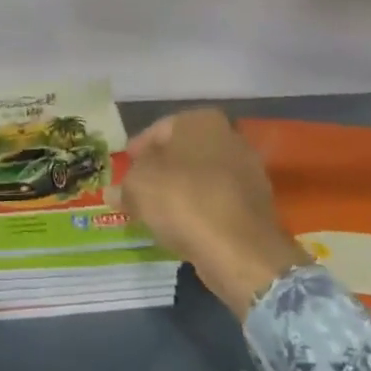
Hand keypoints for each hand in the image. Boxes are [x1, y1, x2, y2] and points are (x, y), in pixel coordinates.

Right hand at [115, 109, 310, 318]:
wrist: (239, 249)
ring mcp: (248, 171)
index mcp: (202, 121)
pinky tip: (183, 226)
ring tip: (156, 212)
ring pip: (201, 177)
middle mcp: (230, 137)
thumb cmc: (182, 201)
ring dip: (179, 191)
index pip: (159, 129)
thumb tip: (113, 192)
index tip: (125, 166)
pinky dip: (199, 210)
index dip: (138, 149)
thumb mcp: (137, 188)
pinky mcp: (256, 204)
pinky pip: (217, 201)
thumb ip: (123, 186)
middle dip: (160, 170)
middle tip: (137, 188)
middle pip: (182, 153)